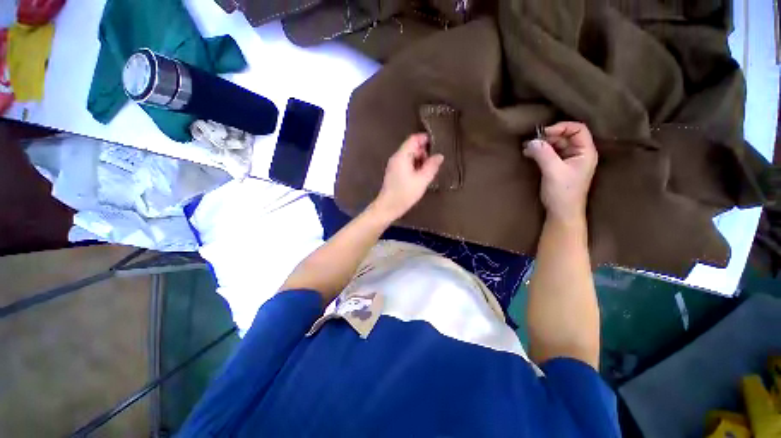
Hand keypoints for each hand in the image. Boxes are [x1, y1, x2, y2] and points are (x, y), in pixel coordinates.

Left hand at [372, 133, 443, 221]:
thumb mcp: (422, 180)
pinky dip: (414, 166)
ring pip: (409, 156)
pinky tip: (420, 176)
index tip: (437, 145)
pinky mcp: (394, 172)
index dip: (425, 139)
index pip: (413, 139)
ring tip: (428, 171)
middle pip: (411, 147)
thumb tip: (439, 156)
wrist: (388, 207)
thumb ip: (431, 166)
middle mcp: (396, 157)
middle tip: (433, 163)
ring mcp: (394, 165)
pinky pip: (406, 163)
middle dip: (424, 152)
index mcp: (402, 156)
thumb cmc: (405, 194)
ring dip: (420, 160)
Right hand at [524, 122, 597, 223]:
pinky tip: (528, 153)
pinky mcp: (559, 167)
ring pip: (556, 145)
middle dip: (548, 136)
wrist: (561, 212)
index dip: (561, 127)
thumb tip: (531, 141)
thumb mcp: (553, 171)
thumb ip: (543, 154)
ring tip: (526, 147)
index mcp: (586, 152)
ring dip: (541, 144)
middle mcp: (579, 153)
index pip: (578, 129)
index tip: (543, 133)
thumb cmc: (562, 192)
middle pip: (565, 136)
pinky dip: (539, 152)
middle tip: (531, 141)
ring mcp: (569, 160)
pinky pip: (550, 154)